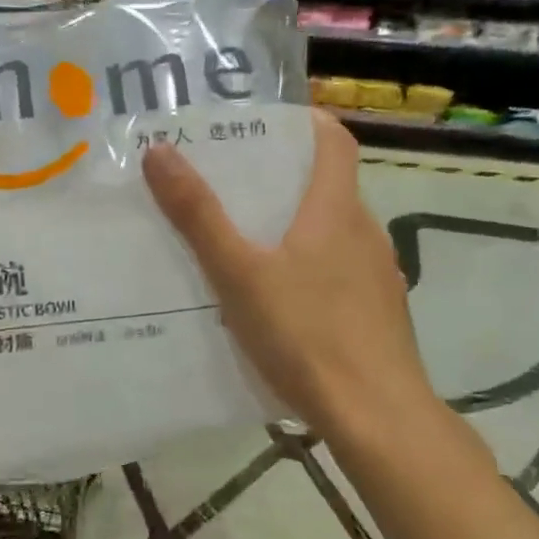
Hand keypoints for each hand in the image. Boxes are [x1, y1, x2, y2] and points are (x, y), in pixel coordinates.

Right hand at [142, 110, 432, 443]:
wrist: (376, 416)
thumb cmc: (306, 335)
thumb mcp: (239, 274)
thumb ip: (199, 216)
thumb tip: (160, 152)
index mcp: (336, 211)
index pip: (334, 141)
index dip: (305, 122)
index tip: (266, 123)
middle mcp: (365, 233)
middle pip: (329, 187)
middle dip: (284, 178)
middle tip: (231, 184)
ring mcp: (378, 276)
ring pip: (334, 233)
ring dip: (296, 226)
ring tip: (247, 242)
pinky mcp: (379, 314)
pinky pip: (341, 272)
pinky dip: (311, 268)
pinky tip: (280, 301)